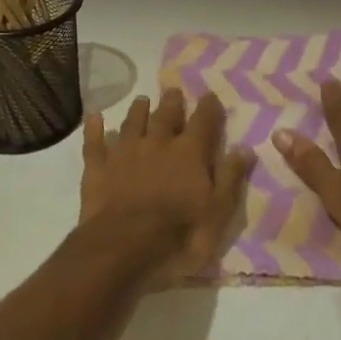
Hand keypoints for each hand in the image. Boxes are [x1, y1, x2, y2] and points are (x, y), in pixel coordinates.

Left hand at [80, 88, 254, 282]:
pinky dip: (95, 129)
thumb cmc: (178, 235)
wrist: (122, 249)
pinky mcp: (98, 168)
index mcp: (189, 152)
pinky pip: (95, 142)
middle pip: (166, 115)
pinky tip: (94, 117)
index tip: (210, 95)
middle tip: (173, 91)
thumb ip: (230, 178)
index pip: (203, 121)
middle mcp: (158, 143)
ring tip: (142, 100)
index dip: (209, 107)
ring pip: (133, 122)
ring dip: (138, 110)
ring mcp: (125, 153)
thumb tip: (246, 148)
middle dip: (172, 102)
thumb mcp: (217, 213)